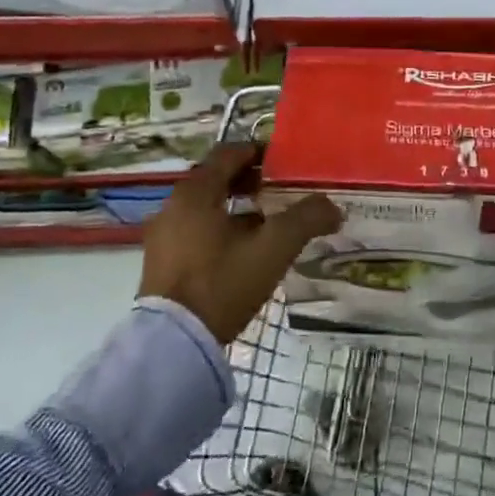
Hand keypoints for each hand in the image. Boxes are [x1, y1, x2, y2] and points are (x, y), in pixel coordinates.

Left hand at [141, 143, 342, 344]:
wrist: (174, 343)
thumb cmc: (223, 283)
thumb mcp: (273, 249)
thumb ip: (305, 220)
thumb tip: (332, 207)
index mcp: (195, 192)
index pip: (228, 153)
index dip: (258, 152)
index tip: (284, 162)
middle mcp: (174, 206)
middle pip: (216, 179)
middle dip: (250, 181)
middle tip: (282, 191)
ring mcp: (164, 235)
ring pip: (207, 207)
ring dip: (237, 208)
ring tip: (270, 223)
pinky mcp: (163, 262)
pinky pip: (196, 231)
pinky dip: (221, 229)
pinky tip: (245, 251)